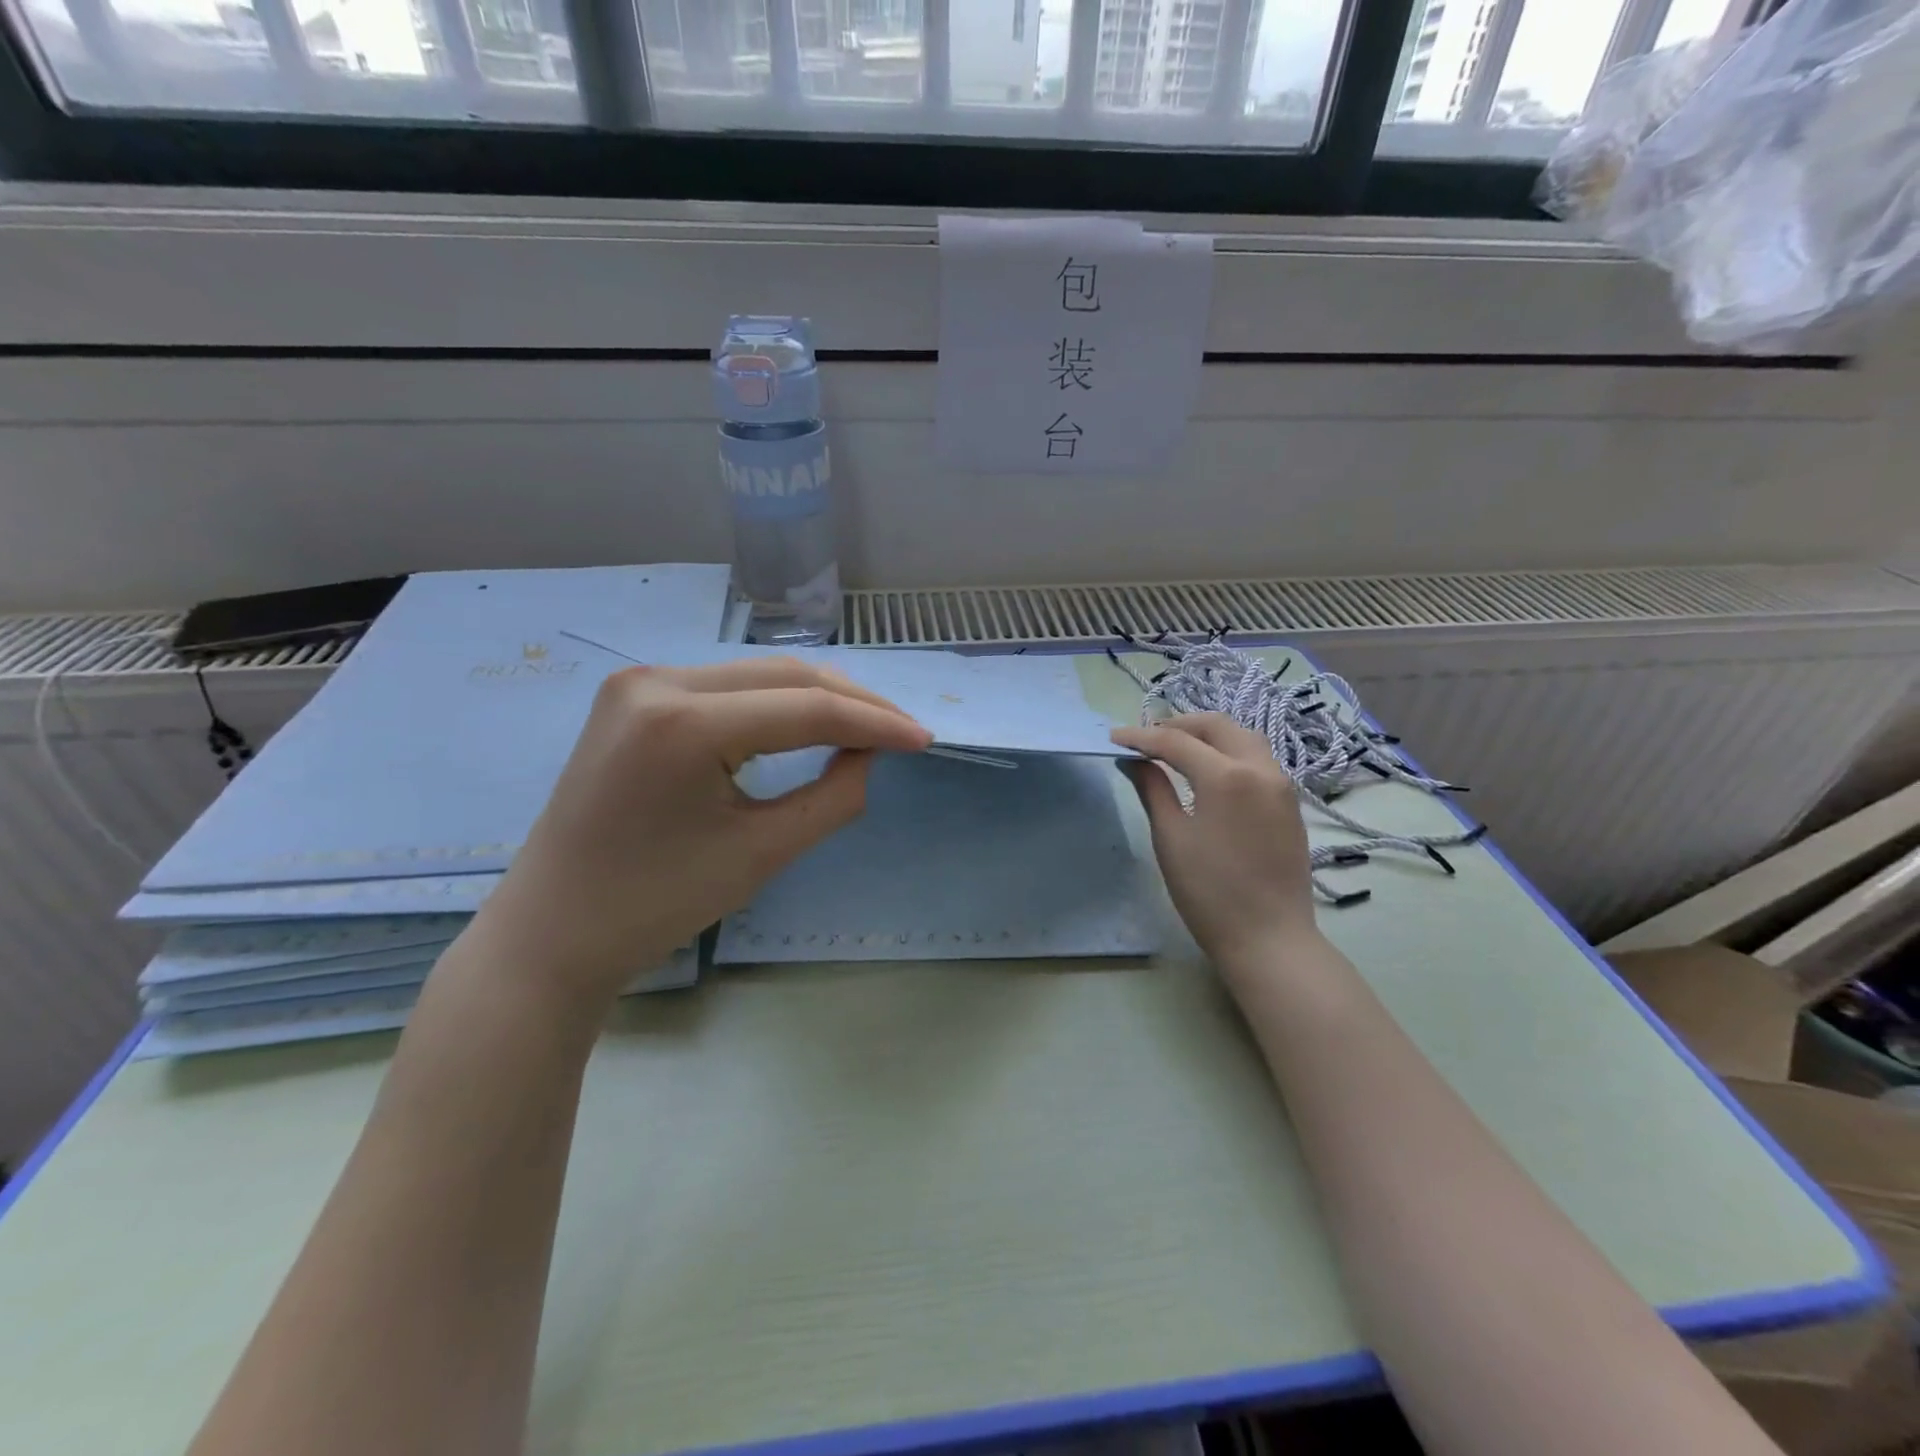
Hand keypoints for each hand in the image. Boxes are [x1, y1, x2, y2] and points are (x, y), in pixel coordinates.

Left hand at [475, 657, 932, 1008]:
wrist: (552, 929)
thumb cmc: (656, 905)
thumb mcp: (761, 854)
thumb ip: (834, 797)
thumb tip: (871, 754)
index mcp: (683, 723)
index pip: (805, 708)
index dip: (874, 723)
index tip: (924, 740)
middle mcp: (657, 680)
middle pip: (784, 675)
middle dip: (852, 701)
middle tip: (901, 732)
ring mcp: (640, 681)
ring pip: (757, 674)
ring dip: (816, 697)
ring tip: (866, 727)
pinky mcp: (634, 694)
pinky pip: (725, 686)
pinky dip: (774, 702)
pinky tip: (806, 721)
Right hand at [1110, 714, 1319, 978]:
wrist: (1269, 938)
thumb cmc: (1210, 893)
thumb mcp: (1171, 838)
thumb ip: (1153, 790)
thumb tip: (1134, 760)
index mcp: (1227, 777)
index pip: (1176, 741)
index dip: (1141, 737)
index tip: (1114, 738)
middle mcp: (1260, 769)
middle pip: (1216, 726)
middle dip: (1178, 725)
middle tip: (1146, 739)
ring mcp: (1281, 785)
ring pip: (1243, 737)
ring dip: (1208, 735)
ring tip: (1176, 749)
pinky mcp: (1289, 803)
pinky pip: (1258, 759)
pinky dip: (1229, 751)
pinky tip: (1209, 770)